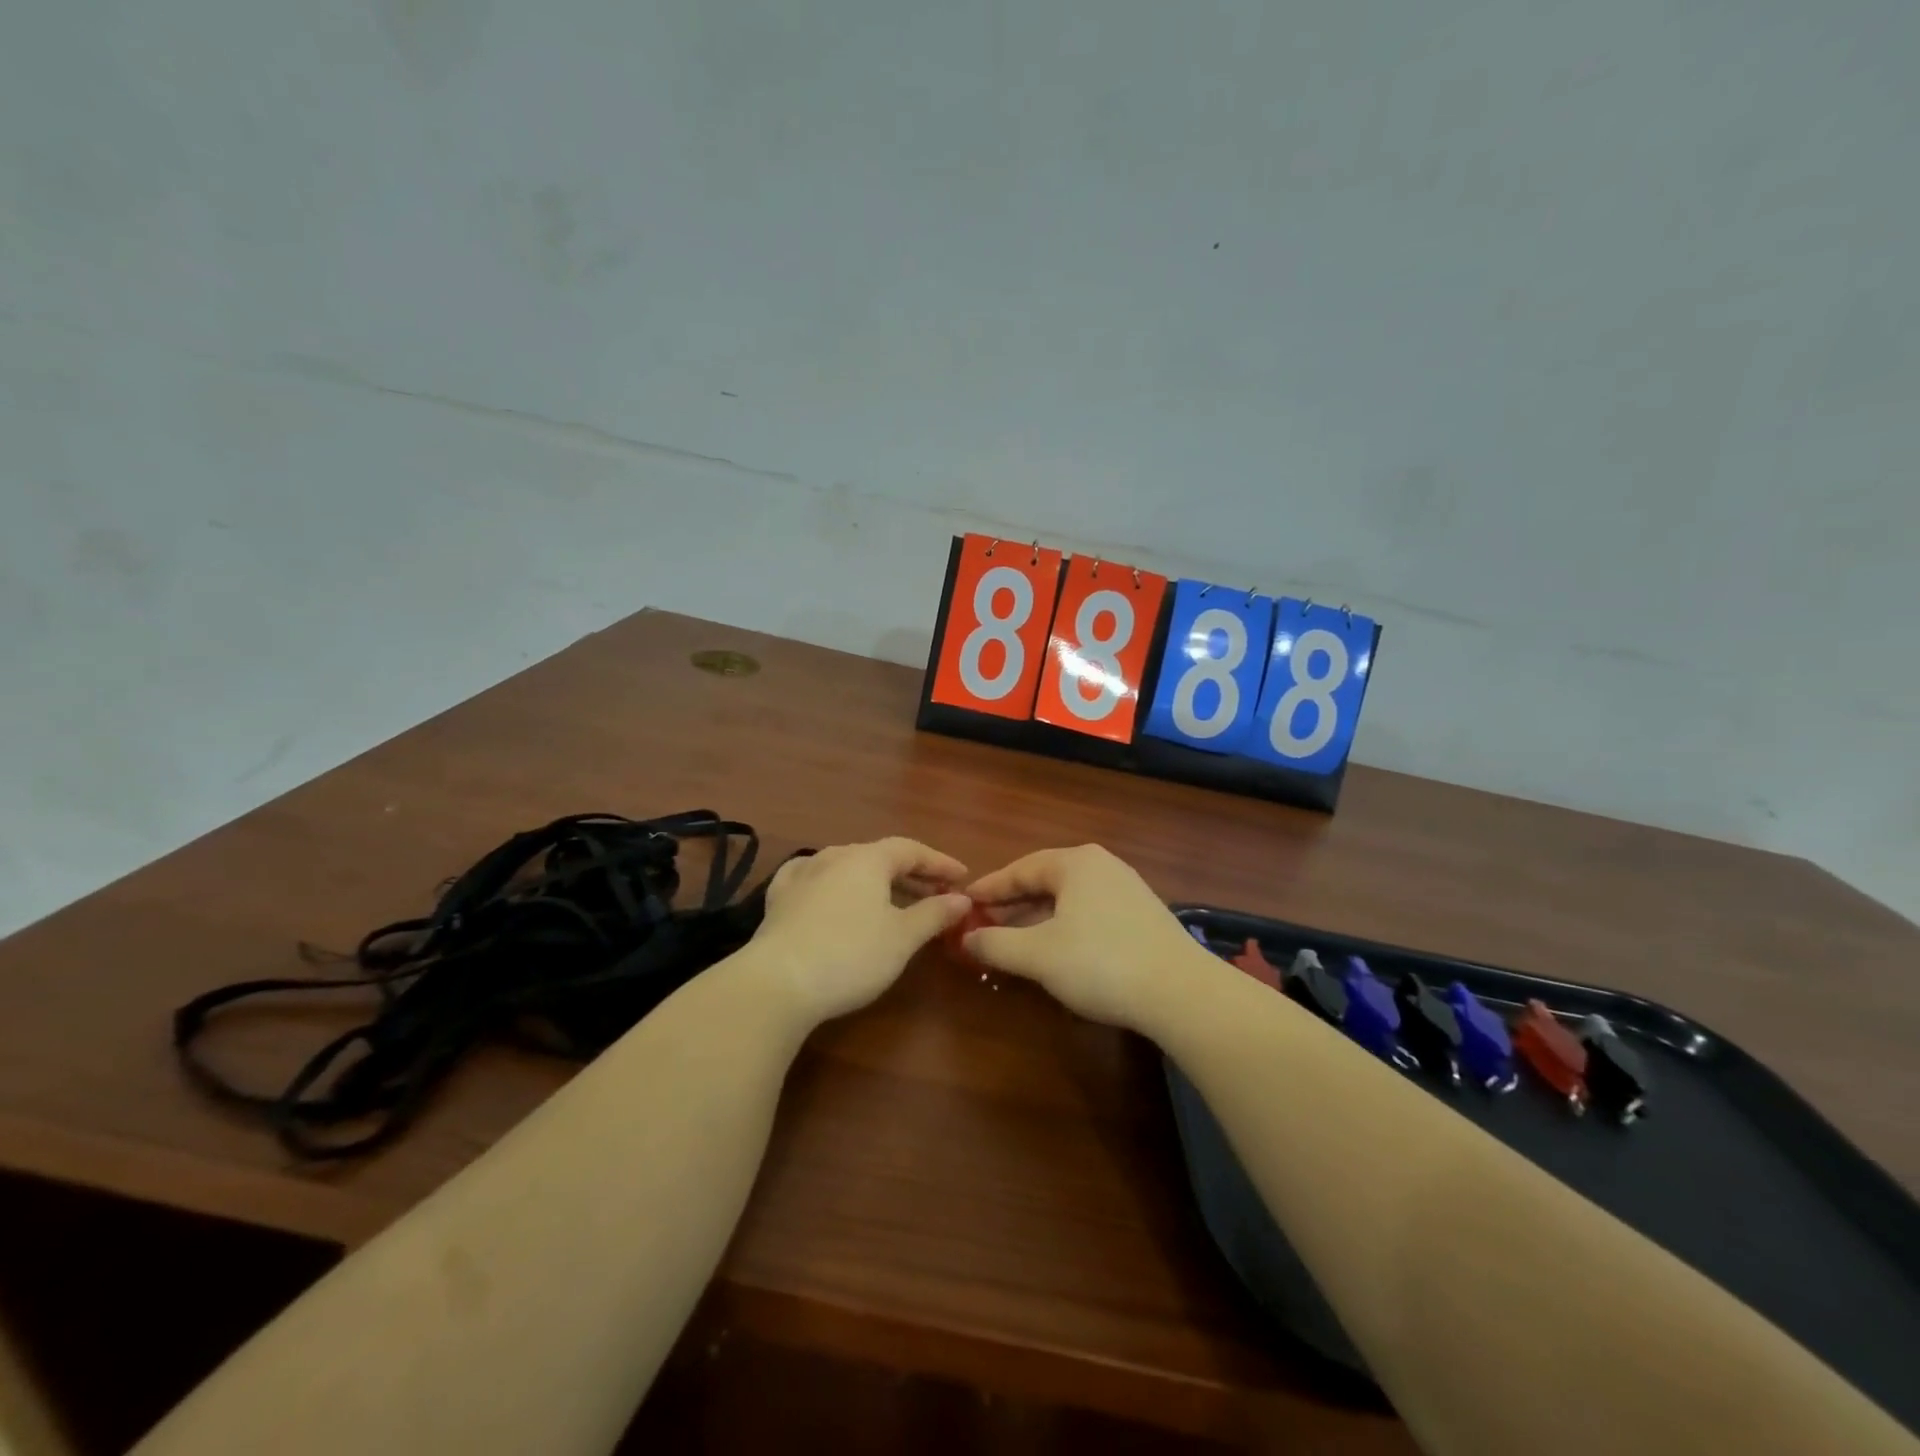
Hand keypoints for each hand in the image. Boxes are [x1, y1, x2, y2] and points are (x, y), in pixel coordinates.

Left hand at [750, 837, 971, 1023]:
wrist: (777, 982)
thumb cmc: (851, 955)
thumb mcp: (902, 937)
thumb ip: (934, 913)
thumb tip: (961, 899)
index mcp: (868, 859)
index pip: (911, 850)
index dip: (939, 863)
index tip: (962, 878)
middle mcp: (834, 856)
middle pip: (880, 857)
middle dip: (911, 874)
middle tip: (935, 894)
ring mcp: (802, 875)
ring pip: (848, 868)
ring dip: (875, 881)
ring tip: (892, 900)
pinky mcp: (779, 899)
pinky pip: (814, 879)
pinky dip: (835, 885)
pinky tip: (832, 893)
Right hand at [963, 845, 1216, 1031]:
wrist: (1181, 993)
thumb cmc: (1100, 963)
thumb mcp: (1038, 955)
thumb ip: (996, 944)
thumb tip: (966, 939)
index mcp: (1076, 863)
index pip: (1020, 869)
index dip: (989, 888)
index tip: (963, 904)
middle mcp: (1102, 867)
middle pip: (1045, 882)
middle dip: (1013, 906)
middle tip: (983, 926)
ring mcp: (1127, 891)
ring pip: (1069, 901)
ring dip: (1037, 920)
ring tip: (1014, 943)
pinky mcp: (1143, 918)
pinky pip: (1090, 915)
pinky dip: (1064, 929)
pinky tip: (1056, 954)